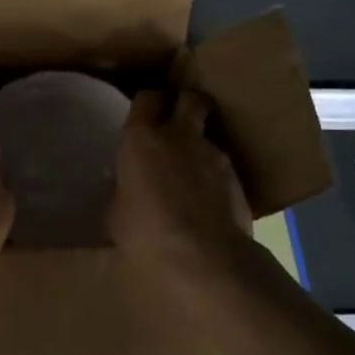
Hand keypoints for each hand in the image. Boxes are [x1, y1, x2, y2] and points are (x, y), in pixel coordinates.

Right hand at [109, 89, 252, 276]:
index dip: (147, 104)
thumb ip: (125, 190)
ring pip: (208, 135)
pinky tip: (208, 198)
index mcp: (141, 139)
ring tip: (192, 172)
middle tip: (178, 121)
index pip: (146, 99)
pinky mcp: (237, 177)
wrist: (204, 256)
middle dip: (185, 105)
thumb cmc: (146, 233)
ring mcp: (213, 154)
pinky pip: (222, 166)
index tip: (145, 114)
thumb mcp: (117, 213)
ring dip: (200, 146)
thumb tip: (129, 191)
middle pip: (190, 99)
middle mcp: (179, 136)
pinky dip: (214, 175)